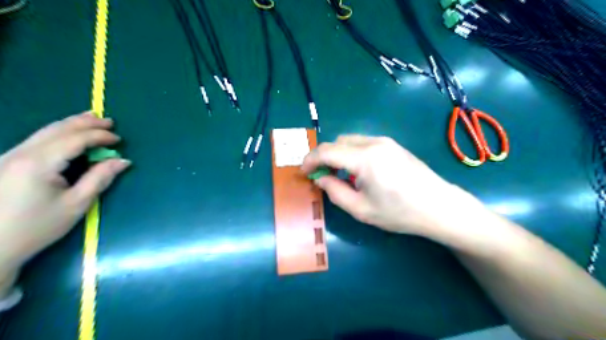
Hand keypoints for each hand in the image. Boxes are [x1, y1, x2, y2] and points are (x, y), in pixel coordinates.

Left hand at [0, 111, 131, 283]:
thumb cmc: (38, 226)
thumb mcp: (77, 203)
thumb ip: (100, 178)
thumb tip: (122, 161)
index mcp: (39, 163)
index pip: (74, 139)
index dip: (99, 136)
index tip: (119, 140)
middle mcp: (21, 154)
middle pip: (57, 129)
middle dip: (85, 123)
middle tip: (109, 121)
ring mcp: (10, 157)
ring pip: (44, 132)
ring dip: (71, 124)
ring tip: (91, 120)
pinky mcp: (7, 163)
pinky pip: (37, 140)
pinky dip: (58, 133)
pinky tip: (68, 134)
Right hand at [301, 135, 475, 237]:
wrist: (439, 206)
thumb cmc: (399, 212)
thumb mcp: (361, 209)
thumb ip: (335, 191)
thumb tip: (320, 178)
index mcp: (365, 158)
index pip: (327, 151)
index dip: (310, 160)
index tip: (303, 172)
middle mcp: (373, 143)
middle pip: (337, 142)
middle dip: (323, 156)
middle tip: (320, 175)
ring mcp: (385, 141)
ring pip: (349, 141)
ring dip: (337, 154)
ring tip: (338, 175)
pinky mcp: (392, 145)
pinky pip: (362, 143)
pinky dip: (351, 153)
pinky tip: (357, 171)